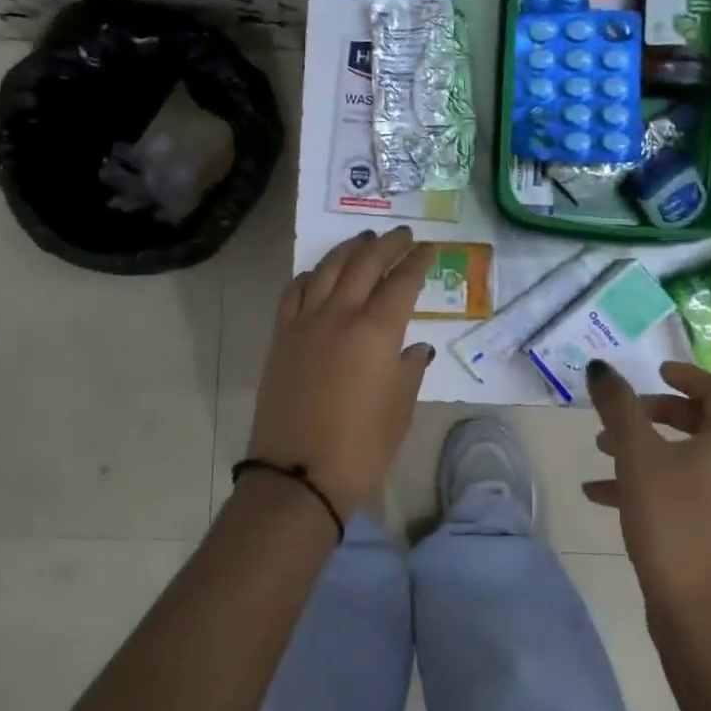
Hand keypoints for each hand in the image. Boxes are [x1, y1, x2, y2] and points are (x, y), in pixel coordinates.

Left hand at [248, 227, 434, 514]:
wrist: (298, 476)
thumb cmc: (361, 447)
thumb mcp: (400, 408)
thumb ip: (409, 369)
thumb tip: (415, 348)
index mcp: (376, 331)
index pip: (402, 282)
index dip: (418, 262)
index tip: (429, 248)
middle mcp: (340, 315)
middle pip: (364, 264)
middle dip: (387, 244)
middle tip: (402, 235)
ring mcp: (305, 323)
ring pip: (327, 269)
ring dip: (348, 250)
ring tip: (363, 240)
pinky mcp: (281, 338)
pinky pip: (294, 292)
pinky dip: (310, 276)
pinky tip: (318, 274)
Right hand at [584, 360, 710, 620]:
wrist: (696, 610)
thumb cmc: (671, 519)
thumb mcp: (637, 454)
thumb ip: (618, 406)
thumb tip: (600, 368)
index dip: (688, 375)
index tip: (656, 372)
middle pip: (700, 422)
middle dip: (656, 412)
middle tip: (623, 412)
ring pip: (685, 458)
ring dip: (644, 447)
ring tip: (600, 449)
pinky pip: (678, 490)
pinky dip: (645, 482)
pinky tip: (599, 494)